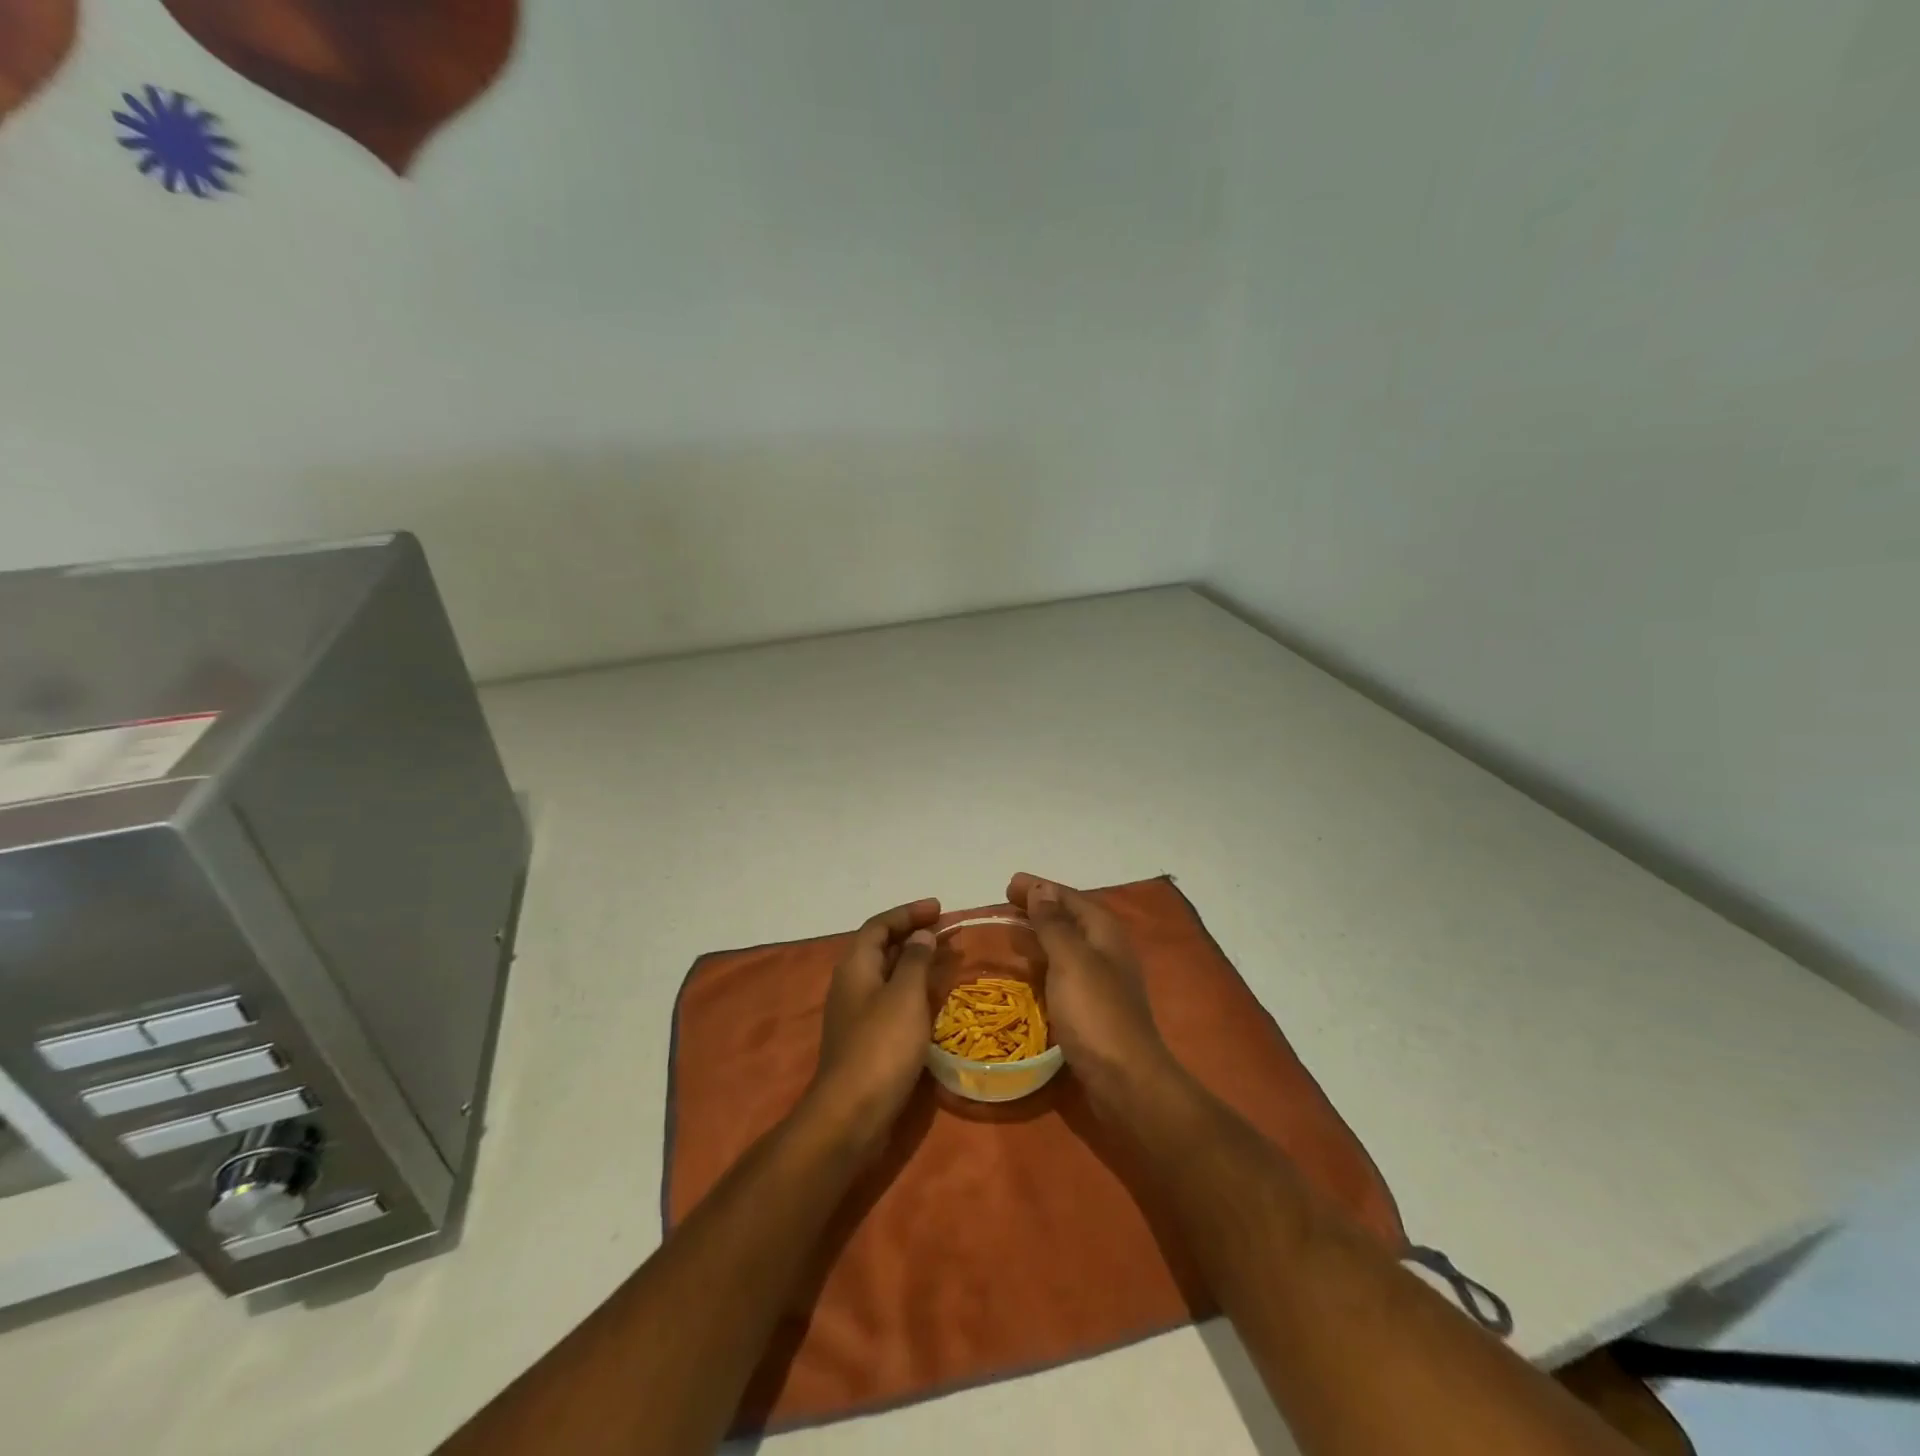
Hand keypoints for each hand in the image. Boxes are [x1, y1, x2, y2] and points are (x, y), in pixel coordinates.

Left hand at [805, 897, 940, 1156]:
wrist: (851, 1114)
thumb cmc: (881, 1046)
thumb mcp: (904, 996)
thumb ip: (915, 960)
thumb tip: (921, 935)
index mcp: (855, 966)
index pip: (879, 925)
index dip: (908, 913)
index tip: (939, 908)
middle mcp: (851, 984)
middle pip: (881, 948)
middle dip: (913, 935)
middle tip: (947, 932)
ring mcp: (855, 1014)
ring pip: (887, 975)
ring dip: (914, 963)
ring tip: (946, 960)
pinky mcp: (865, 1040)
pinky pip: (890, 1001)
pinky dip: (912, 991)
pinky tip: (933, 1001)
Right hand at [1007, 873, 1179, 1114]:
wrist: (1125, 1080)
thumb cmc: (1096, 1013)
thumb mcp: (1070, 960)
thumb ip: (1054, 923)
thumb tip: (1040, 888)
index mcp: (1104, 932)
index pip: (1069, 897)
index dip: (1040, 888)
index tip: (1008, 883)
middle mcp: (1107, 950)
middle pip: (1070, 919)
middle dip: (1040, 908)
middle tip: (1006, 904)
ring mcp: (1103, 981)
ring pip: (1068, 946)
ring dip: (1042, 935)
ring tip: (1012, 933)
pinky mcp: (1094, 1008)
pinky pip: (1065, 972)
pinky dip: (1046, 963)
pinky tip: (1029, 973)